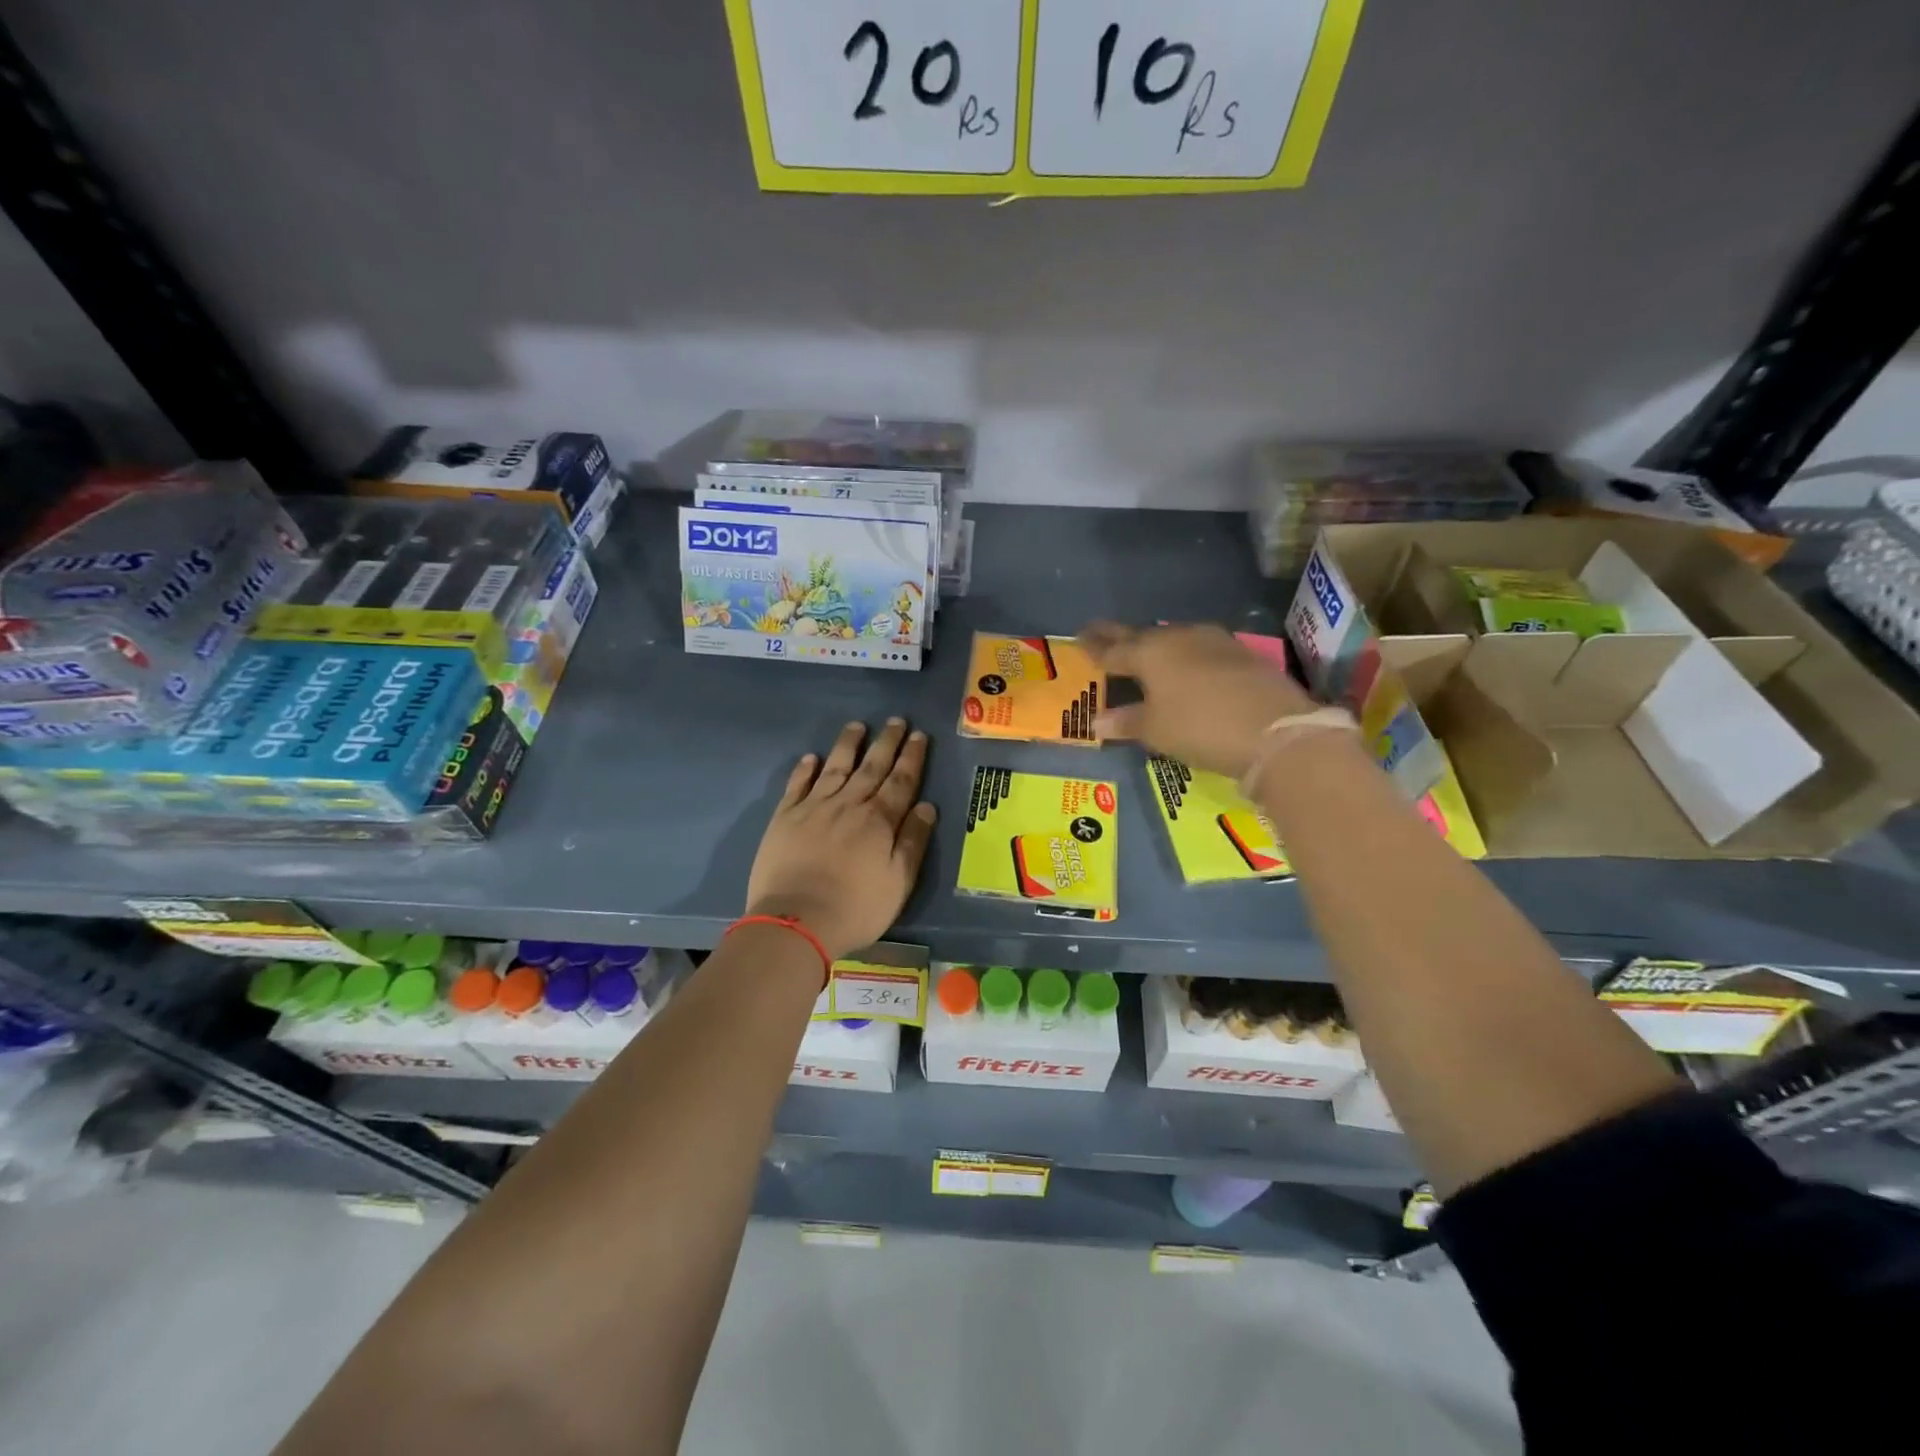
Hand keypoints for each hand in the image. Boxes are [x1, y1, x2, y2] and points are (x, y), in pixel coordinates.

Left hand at [745, 719, 937, 959]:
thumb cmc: (856, 908)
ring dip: (848, 745)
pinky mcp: (785, 818)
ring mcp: (814, 808)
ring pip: (835, 767)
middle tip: (896, 720)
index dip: (912, 758)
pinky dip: (805, 769)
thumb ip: (913, 842)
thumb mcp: (898, 882)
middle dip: (886, 742)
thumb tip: (926, 806)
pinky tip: (811, 757)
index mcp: (879, 821)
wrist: (796, 921)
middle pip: (871, 767)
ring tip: (857, 726)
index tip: (919, 736)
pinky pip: (797, 785)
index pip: (901, 781)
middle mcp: (848, 805)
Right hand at [1082, 622, 1317, 779]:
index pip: (1113, 649)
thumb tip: (1097, 722)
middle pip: (1141, 635)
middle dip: (1119, 637)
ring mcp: (1213, 642)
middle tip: (1099, 632)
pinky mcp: (1240, 653)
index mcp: (1149, 653)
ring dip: (1155, 643)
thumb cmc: (1199, 727)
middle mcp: (1178, 638)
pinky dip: (1184, 654)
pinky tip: (1186, 664)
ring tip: (1143, 650)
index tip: (1080, 639)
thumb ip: (1126, 721)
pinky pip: (1199, 648)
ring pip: (1173, 637)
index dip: (1094, 647)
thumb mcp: (1156, 730)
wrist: (1274, 729)